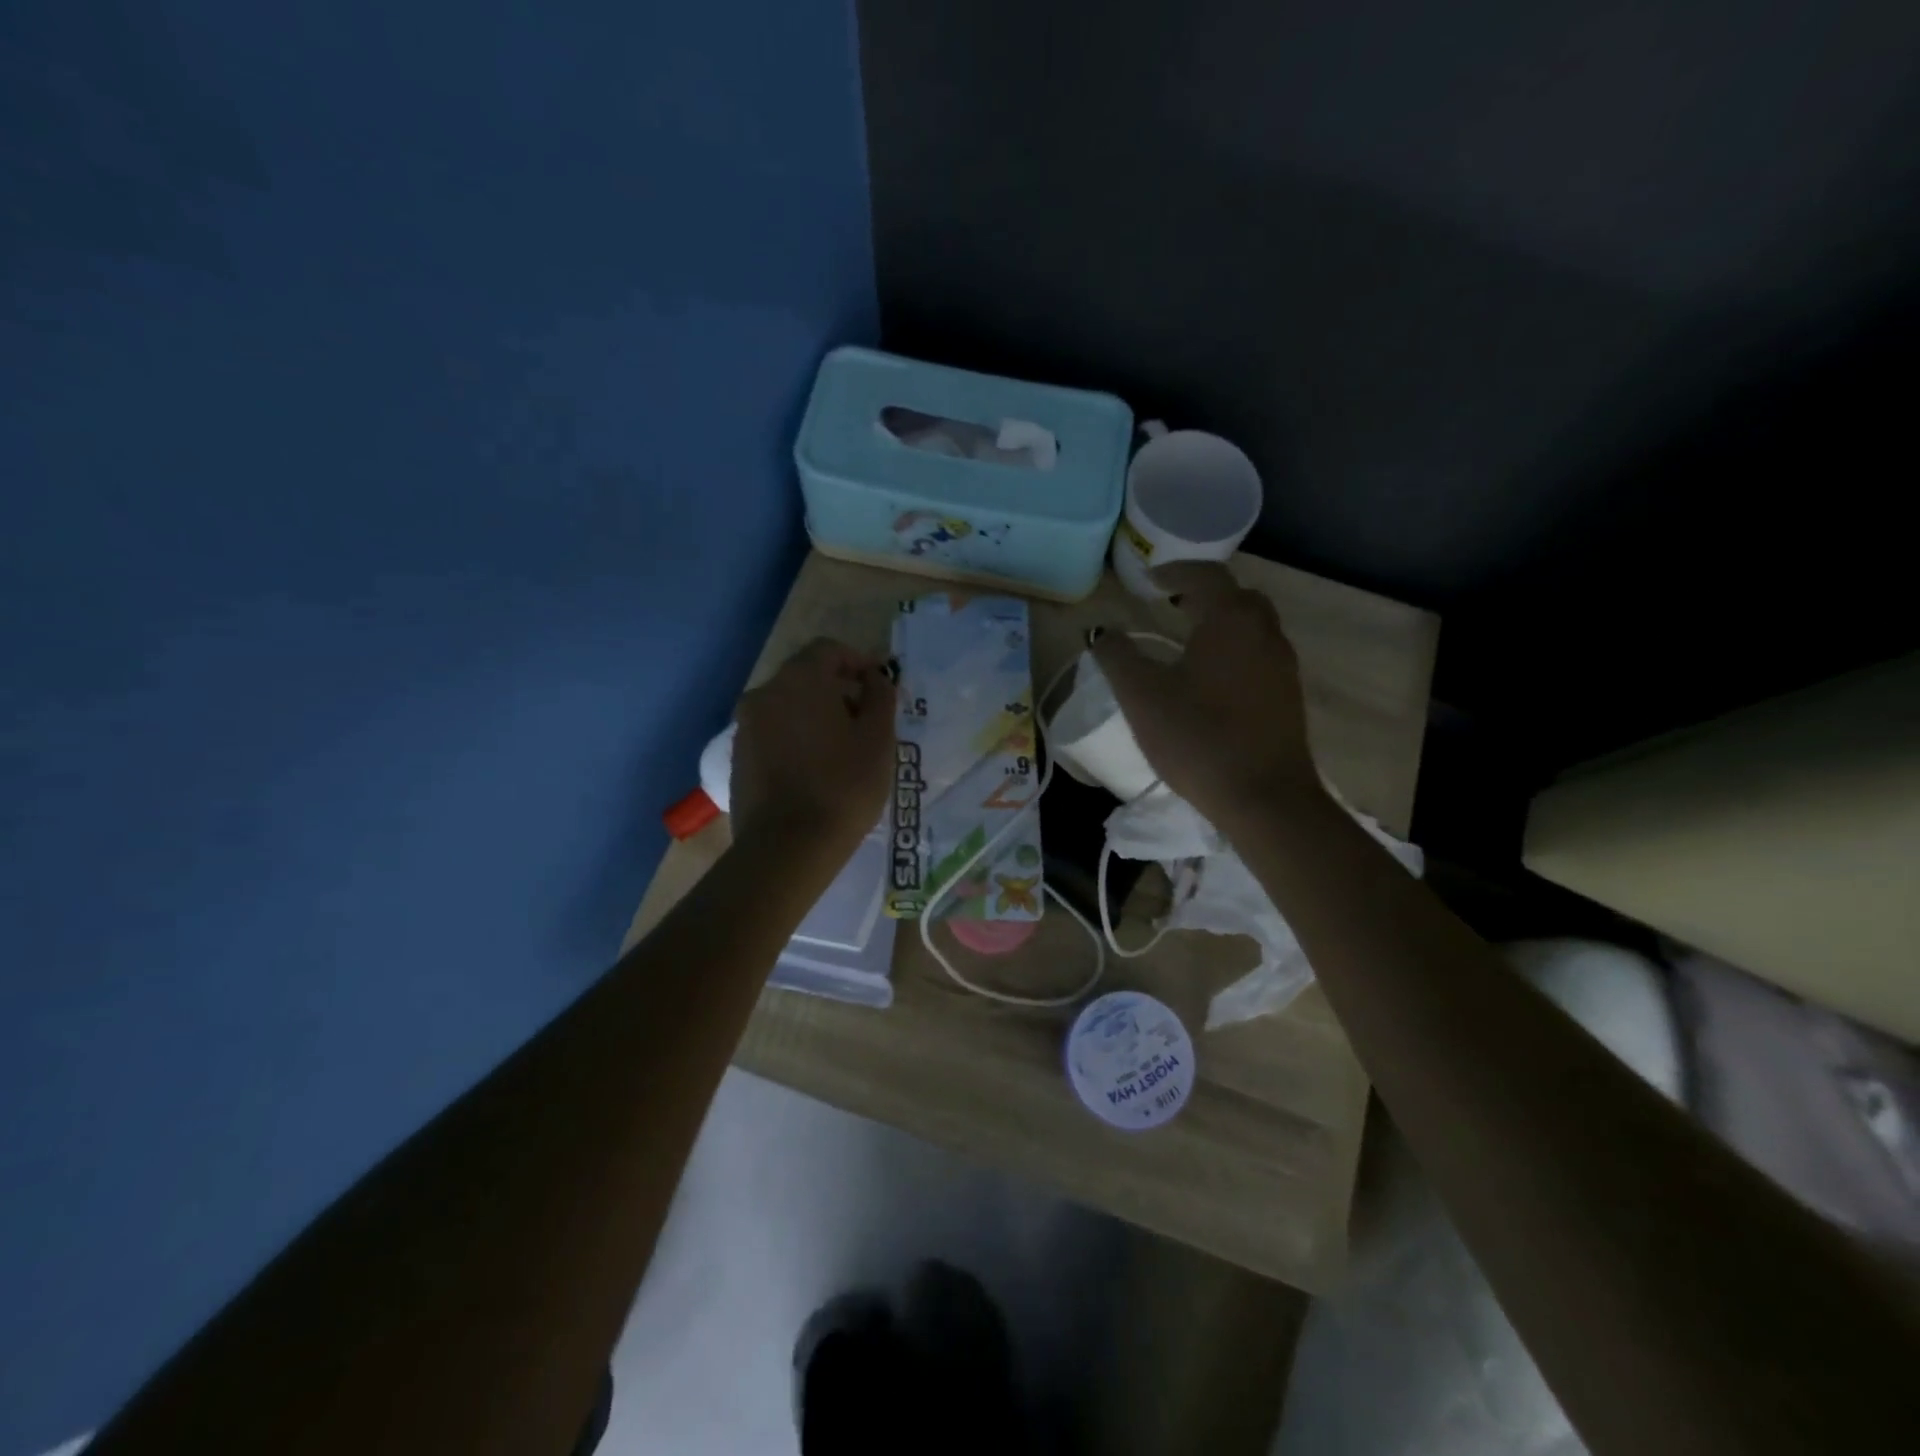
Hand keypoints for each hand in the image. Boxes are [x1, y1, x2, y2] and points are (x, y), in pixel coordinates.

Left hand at [730, 638, 895, 859]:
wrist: (787, 847)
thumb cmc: (843, 786)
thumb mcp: (879, 739)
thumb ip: (880, 697)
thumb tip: (875, 678)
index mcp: (799, 680)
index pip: (828, 650)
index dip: (858, 661)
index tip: (879, 685)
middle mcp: (764, 694)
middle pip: (805, 677)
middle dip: (837, 690)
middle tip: (865, 719)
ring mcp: (745, 727)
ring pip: (787, 707)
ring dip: (815, 715)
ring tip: (842, 748)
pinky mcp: (738, 758)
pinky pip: (772, 733)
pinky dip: (795, 738)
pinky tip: (815, 769)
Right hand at [1090, 562, 1320, 827]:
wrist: (1264, 797)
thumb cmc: (1197, 738)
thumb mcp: (1142, 696)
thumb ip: (1117, 657)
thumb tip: (1102, 632)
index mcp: (1231, 620)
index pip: (1205, 575)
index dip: (1174, 571)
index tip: (1148, 580)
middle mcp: (1265, 632)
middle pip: (1236, 596)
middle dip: (1202, 594)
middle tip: (1170, 605)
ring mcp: (1282, 664)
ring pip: (1252, 626)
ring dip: (1220, 622)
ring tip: (1187, 639)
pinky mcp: (1288, 695)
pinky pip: (1259, 654)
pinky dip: (1234, 649)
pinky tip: (1212, 678)